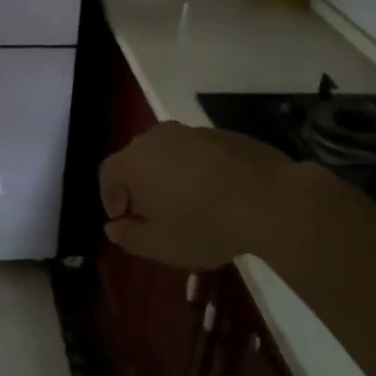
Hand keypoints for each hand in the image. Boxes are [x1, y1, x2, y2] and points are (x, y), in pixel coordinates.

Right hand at [99, 122, 296, 268]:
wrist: (268, 199)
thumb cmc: (203, 224)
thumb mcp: (159, 244)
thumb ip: (128, 236)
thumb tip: (113, 227)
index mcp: (134, 161)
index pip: (108, 173)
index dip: (110, 196)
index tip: (123, 219)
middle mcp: (157, 137)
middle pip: (136, 158)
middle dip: (138, 185)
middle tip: (151, 213)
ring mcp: (192, 131)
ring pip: (168, 152)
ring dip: (168, 175)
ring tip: (185, 203)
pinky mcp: (222, 134)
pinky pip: (197, 151)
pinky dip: (196, 169)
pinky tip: (214, 193)